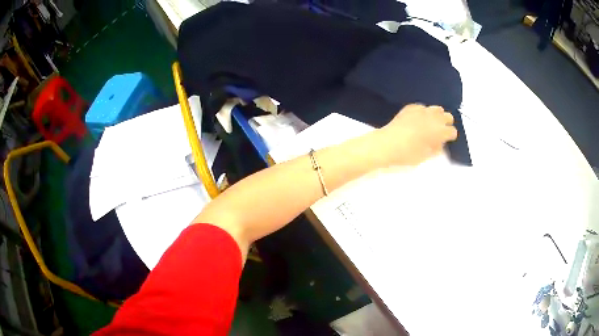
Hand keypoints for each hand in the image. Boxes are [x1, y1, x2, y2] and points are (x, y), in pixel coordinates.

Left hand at [374, 104, 457, 166]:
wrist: (387, 144)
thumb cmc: (407, 154)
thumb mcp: (425, 156)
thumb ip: (436, 148)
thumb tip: (440, 143)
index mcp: (439, 131)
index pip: (452, 131)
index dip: (450, 136)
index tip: (447, 140)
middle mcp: (433, 118)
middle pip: (448, 116)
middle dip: (446, 123)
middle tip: (440, 131)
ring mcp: (421, 111)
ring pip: (436, 109)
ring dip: (437, 116)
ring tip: (431, 124)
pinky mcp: (410, 108)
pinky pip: (422, 107)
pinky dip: (423, 112)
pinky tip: (418, 119)